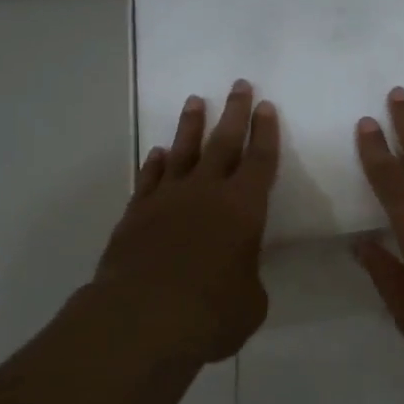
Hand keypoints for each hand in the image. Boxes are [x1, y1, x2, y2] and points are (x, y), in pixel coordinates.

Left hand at [94, 80, 278, 362]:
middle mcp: (206, 193)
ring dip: (191, 125)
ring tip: (194, 101)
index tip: (266, 106)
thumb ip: (247, 278)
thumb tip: (237, 274)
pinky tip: (158, 153)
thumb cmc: (211, 313)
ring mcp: (167, 199)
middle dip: (234, 112)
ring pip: (182, 151)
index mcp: (243, 208)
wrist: (142, 318)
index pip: (260, 160)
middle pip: (223, 142)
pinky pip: (149, 178)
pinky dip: (155, 163)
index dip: (265, 133)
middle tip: (239, 85)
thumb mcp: (249, 302)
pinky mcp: (136, 214)